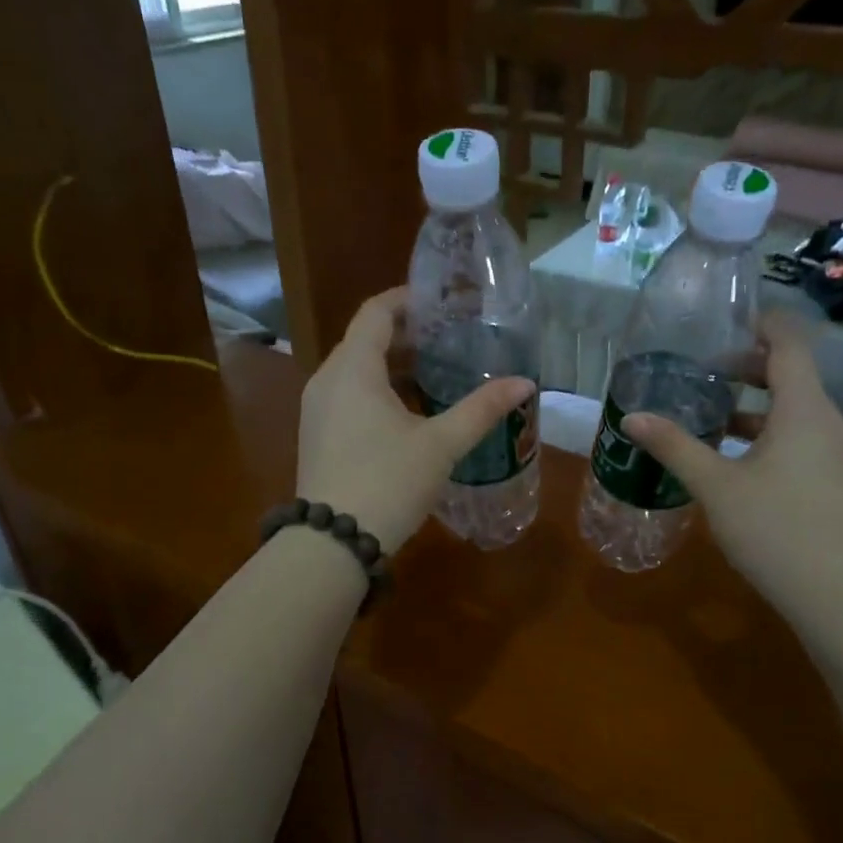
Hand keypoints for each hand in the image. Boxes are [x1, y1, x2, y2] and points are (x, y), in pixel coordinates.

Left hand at [297, 288, 535, 552]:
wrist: (333, 542)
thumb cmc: (387, 482)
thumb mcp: (440, 445)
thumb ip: (481, 409)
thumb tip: (525, 383)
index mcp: (352, 368)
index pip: (376, 312)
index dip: (408, 300)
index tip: (441, 302)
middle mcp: (327, 381)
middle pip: (365, 341)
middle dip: (406, 336)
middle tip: (450, 341)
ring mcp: (316, 411)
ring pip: (356, 372)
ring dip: (393, 367)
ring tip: (436, 376)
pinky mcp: (317, 437)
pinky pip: (347, 398)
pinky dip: (377, 393)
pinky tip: (408, 415)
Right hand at [622, 313, 842, 613]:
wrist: (833, 591)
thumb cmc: (773, 527)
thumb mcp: (715, 485)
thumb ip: (674, 446)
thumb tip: (632, 418)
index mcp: (803, 409)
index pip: (789, 343)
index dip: (762, 324)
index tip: (726, 322)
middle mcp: (827, 421)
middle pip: (792, 374)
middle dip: (749, 367)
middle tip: (704, 371)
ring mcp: (836, 452)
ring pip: (796, 409)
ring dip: (757, 403)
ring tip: (713, 413)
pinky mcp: (833, 479)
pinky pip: (801, 436)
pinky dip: (770, 431)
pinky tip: (737, 457)